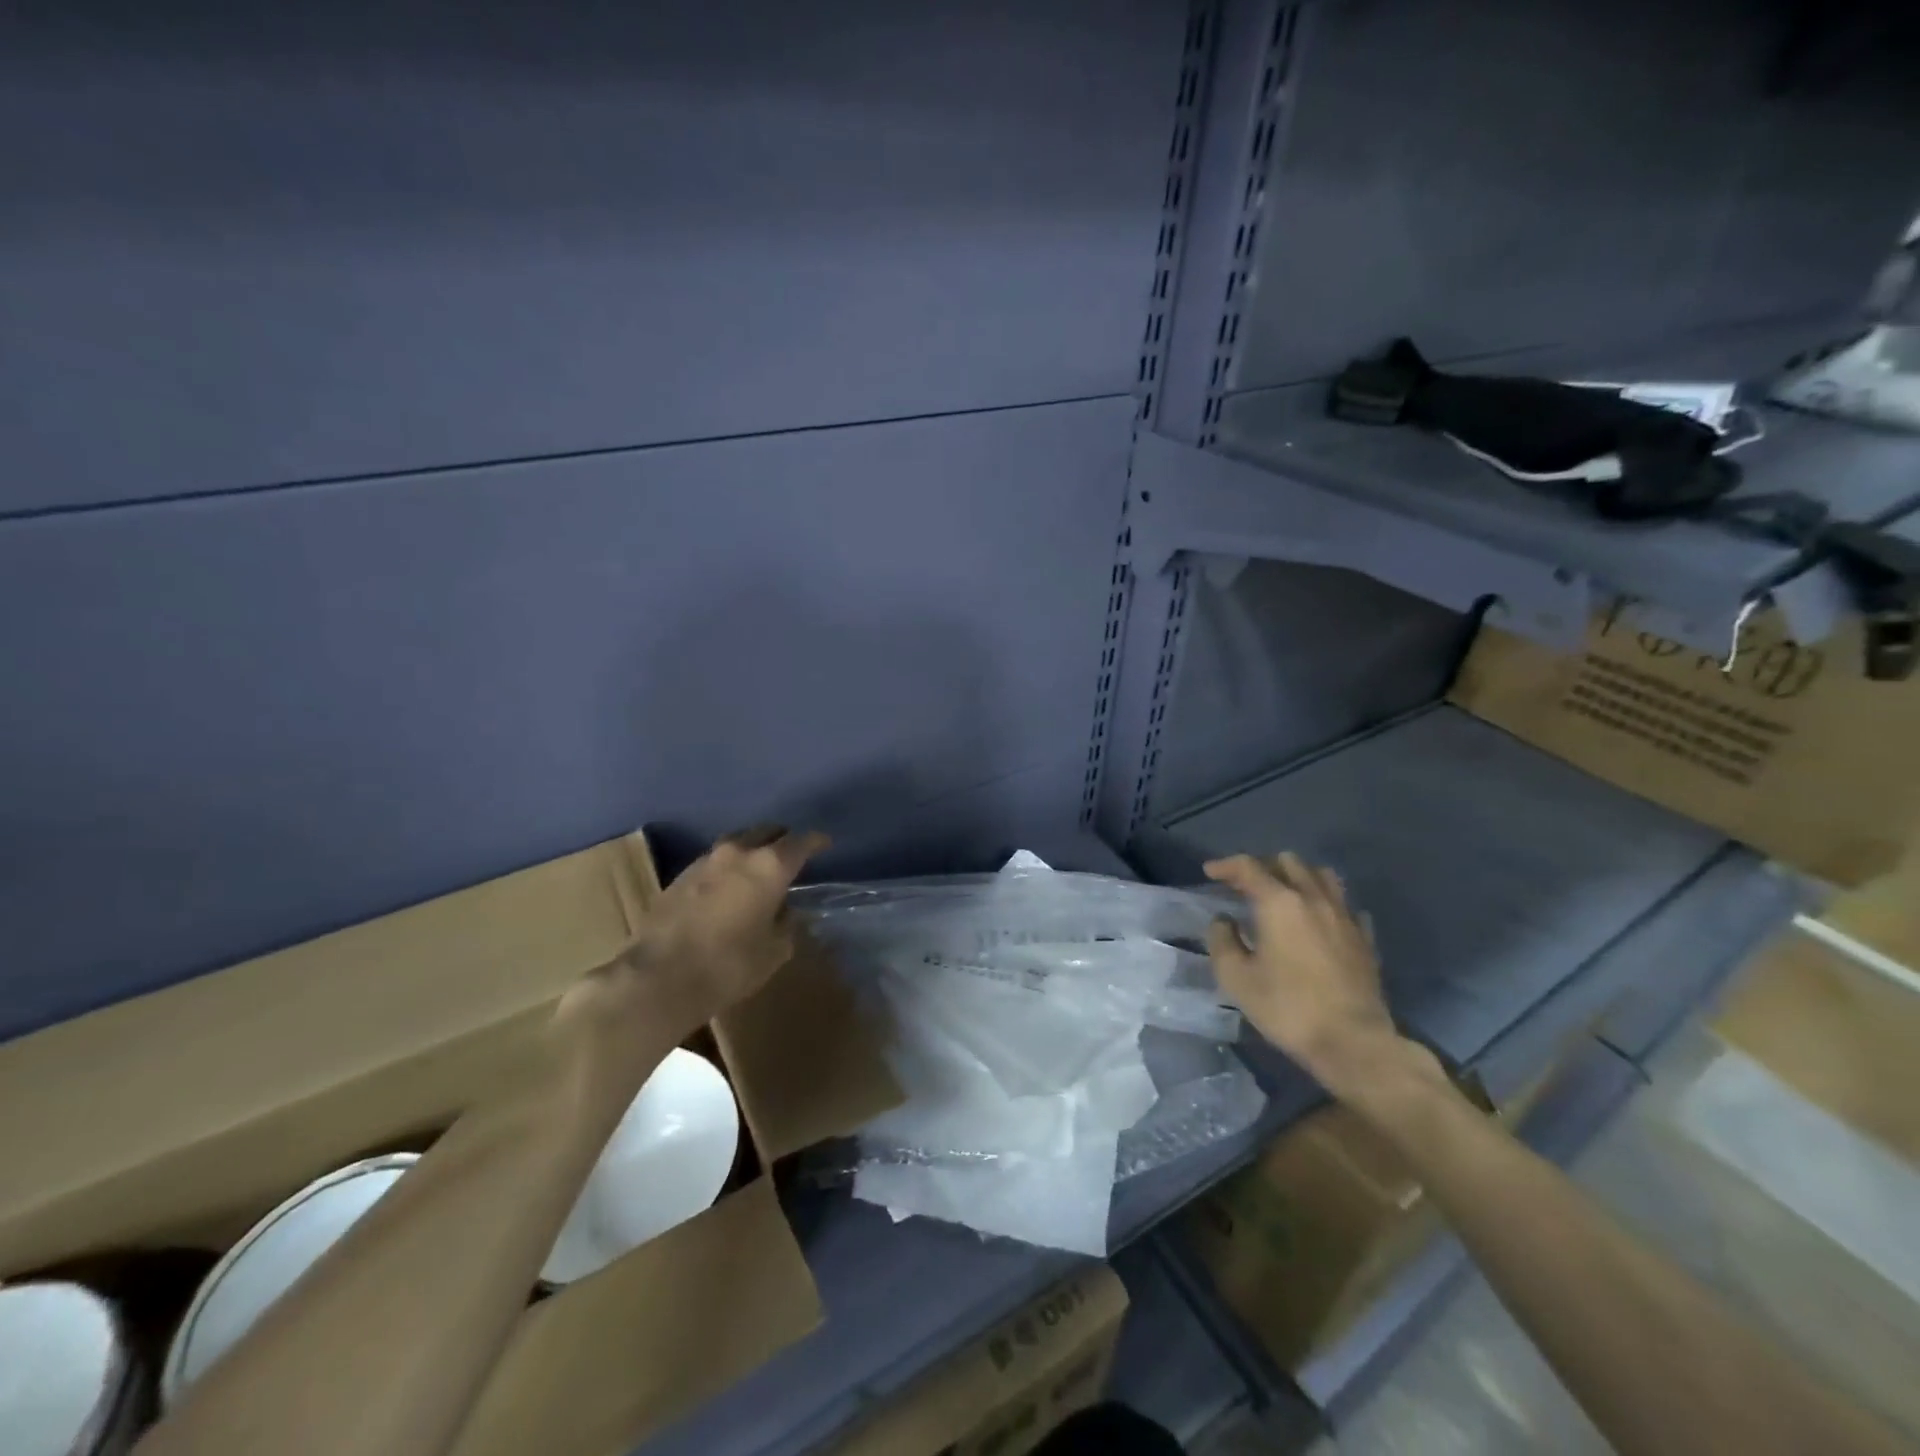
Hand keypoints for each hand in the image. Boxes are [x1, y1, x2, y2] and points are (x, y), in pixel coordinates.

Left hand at [556, 826, 829, 1070]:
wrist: (657, 978)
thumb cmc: (728, 965)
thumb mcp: (774, 951)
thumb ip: (786, 924)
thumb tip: (784, 911)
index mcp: (769, 866)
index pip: (801, 841)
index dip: (816, 842)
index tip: (825, 844)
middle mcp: (738, 852)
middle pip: (767, 831)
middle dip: (782, 840)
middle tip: (792, 856)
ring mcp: (704, 861)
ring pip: (738, 843)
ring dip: (752, 851)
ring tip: (759, 871)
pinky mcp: (679, 876)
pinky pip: (715, 862)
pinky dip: (728, 868)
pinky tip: (729, 888)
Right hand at [1203, 852, 1433, 1103]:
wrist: (1353, 1042)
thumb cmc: (1287, 1008)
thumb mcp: (1236, 978)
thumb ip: (1222, 941)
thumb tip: (1224, 920)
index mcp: (1279, 903)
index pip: (1248, 867)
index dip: (1226, 865)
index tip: (1210, 872)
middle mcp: (1314, 898)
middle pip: (1288, 862)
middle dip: (1263, 867)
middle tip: (1245, 886)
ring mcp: (1344, 916)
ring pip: (1322, 875)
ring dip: (1298, 877)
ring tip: (1284, 894)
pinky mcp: (1365, 938)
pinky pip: (1345, 904)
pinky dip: (1326, 903)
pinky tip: (1319, 920)